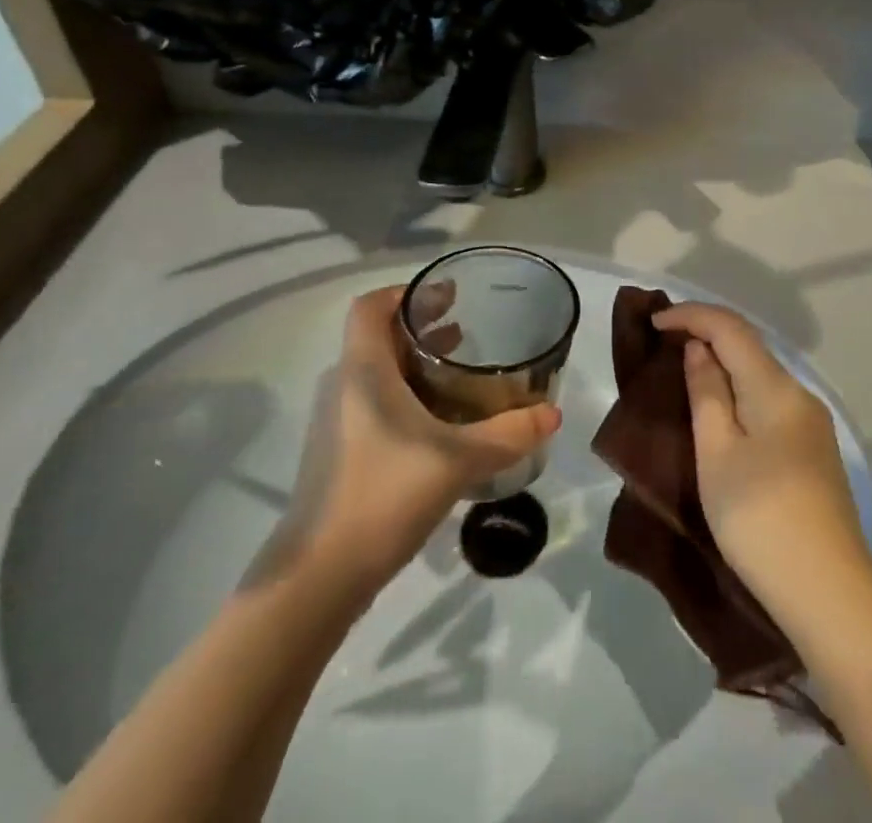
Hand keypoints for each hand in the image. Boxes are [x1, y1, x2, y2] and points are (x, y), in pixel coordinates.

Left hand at [253, 285, 560, 591]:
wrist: (318, 578)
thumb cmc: (384, 495)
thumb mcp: (458, 459)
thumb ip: (509, 433)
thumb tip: (553, 413)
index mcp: (363, 370)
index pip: (370, 306)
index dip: (406, 292)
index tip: (447, 296)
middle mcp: (344, 386)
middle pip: (378, 336)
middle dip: (421, 326)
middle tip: (467, 326)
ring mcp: (338, 422)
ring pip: (377, 372)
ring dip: (416, 363)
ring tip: (460, 367)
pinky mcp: (341, 454)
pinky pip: (375, 403)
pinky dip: (407, 395)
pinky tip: (441, 422)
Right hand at [660, 302, 871, 618]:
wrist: (831, 596)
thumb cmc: (761, 520)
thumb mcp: (718, 454)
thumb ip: (707, 393)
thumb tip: (700, 349)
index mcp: (776, 387)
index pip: (731, 327)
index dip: (691, 315)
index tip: (653, 322)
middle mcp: (800, 394)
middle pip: (749, 346)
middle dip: (706, 335)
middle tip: (663, 344)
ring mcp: (812, 425)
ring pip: (760, 375)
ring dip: (723, 365)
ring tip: (685, 375)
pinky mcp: (814, 452)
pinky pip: (770, 402)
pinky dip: (740, 392)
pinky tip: (722, 413)